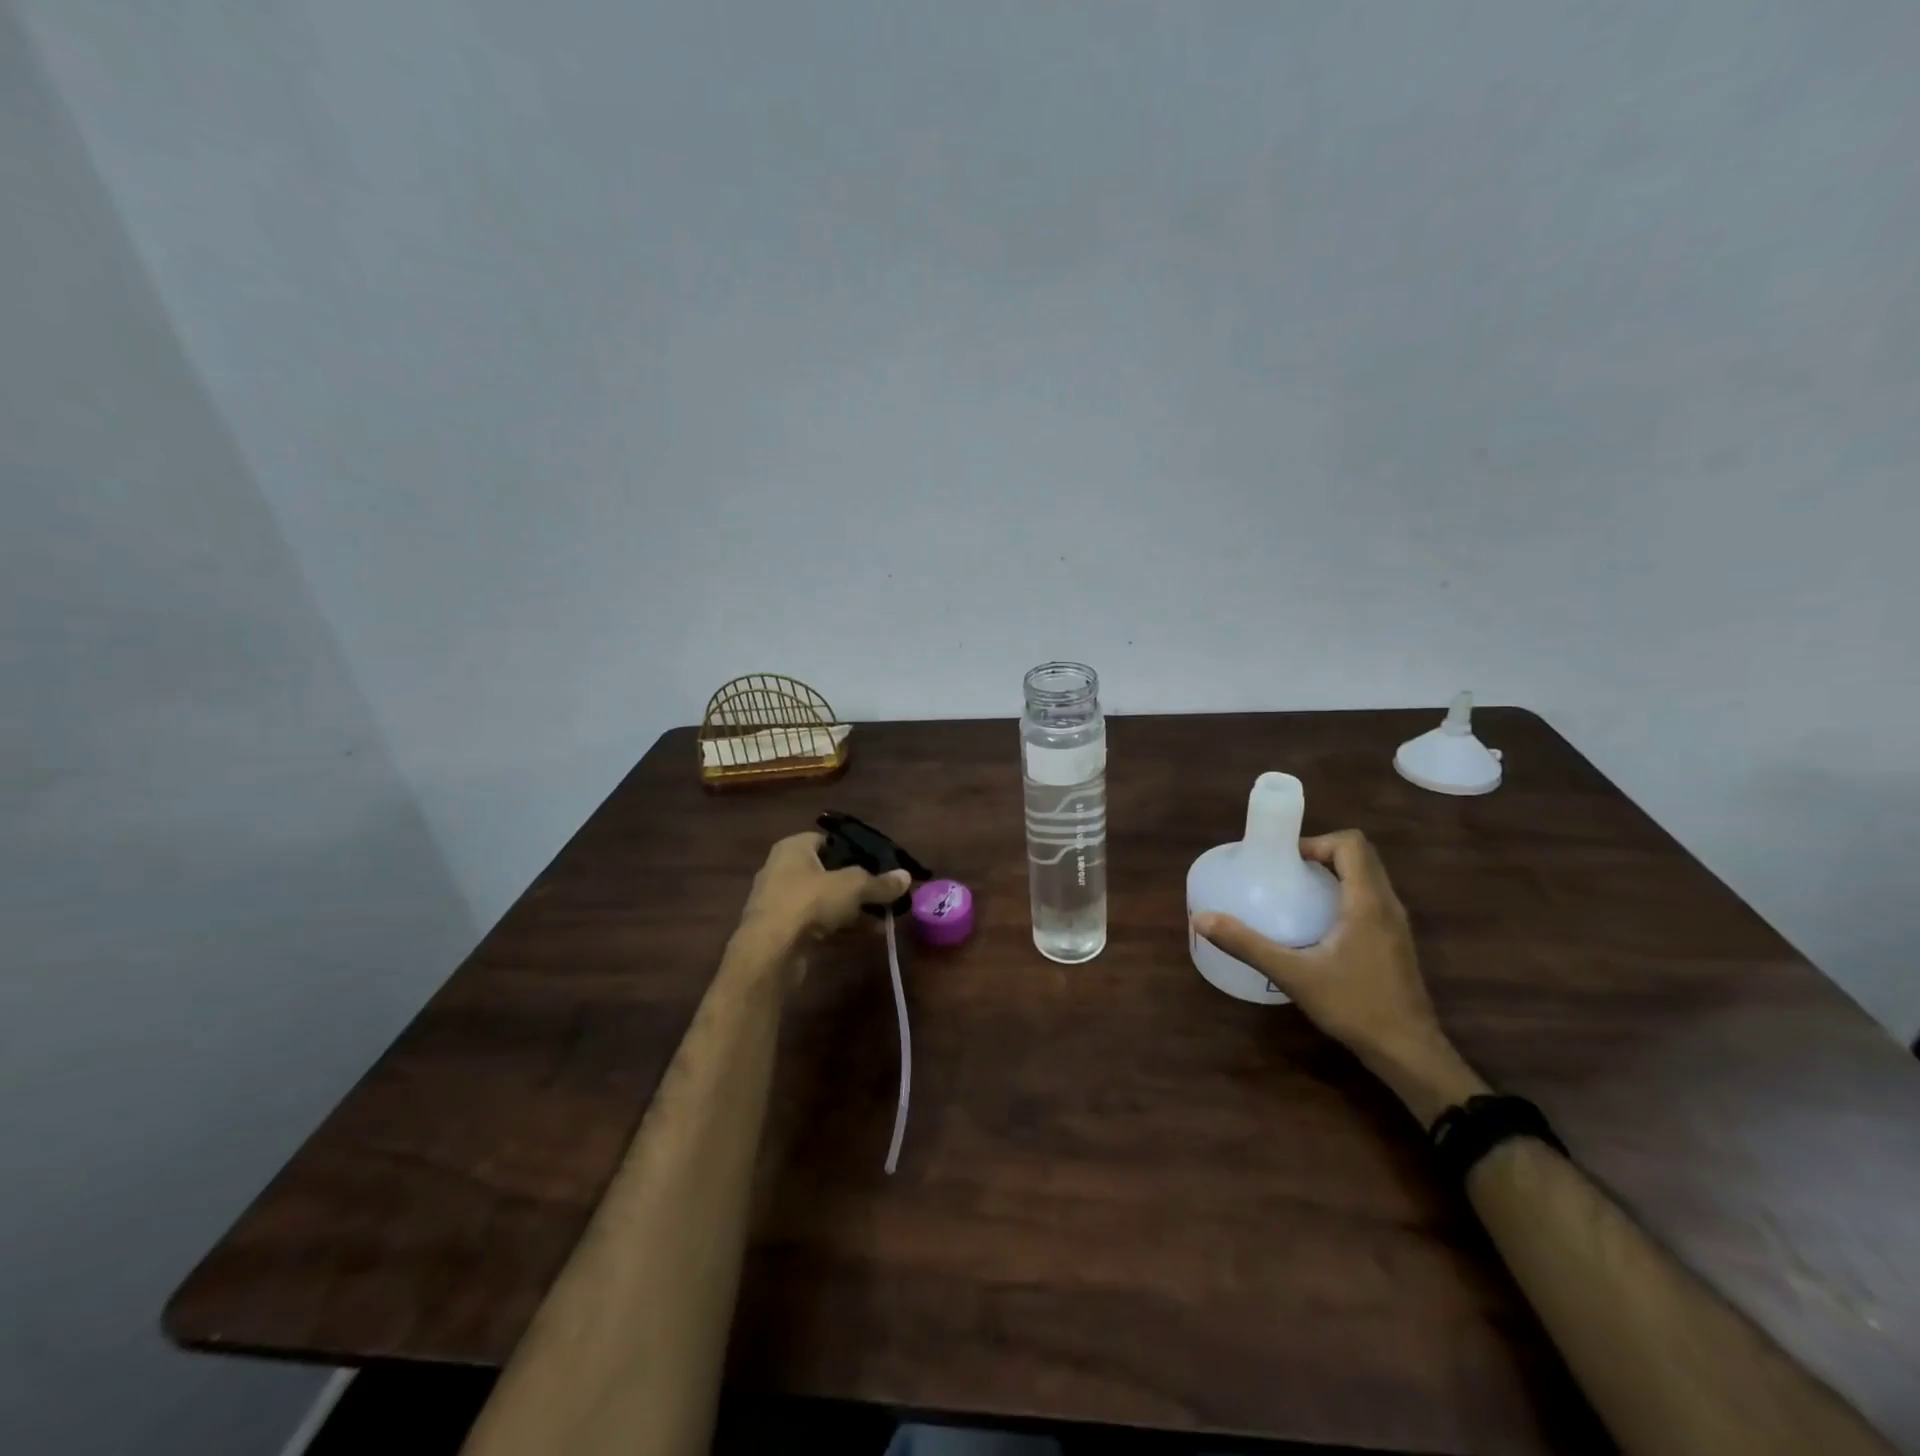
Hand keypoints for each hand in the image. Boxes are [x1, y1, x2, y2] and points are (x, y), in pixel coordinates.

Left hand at [738, 831, 910, 944]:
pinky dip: (843, 928)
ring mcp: (781, 903)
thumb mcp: (853, 886)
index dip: (856, 850)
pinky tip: (869, 935)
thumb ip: (880, 882)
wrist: (770, 954)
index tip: (882, 864)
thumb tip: (907, 876)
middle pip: (830, 872)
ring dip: (854, 909)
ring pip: (826, 901)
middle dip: (859, 884)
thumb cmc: (809, 903)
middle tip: (886, 893)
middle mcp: (783, 870)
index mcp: (794, 848)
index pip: (830, 841)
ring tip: (885, 917)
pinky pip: (820, 923)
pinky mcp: (784, 932)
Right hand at [1192, 829, 1483, 1123]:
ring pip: (1368, 878)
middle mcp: (1387, 905)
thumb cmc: (1354, 1006)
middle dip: (1322, 854)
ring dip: (1334, 874)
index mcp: (1368, 902)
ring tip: (1296, 894)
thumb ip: (1247, 944)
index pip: (1352, 844)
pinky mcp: (1396, 943)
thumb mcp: (1293, 974)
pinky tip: (1317, 925)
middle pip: (1360, 856)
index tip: (1286, 860)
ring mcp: (1396, 925)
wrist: (1408, 1053)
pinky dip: (1344, 895)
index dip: (1317, 841)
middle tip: (1285, 873)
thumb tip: (1202, 919)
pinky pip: (1370, 899)